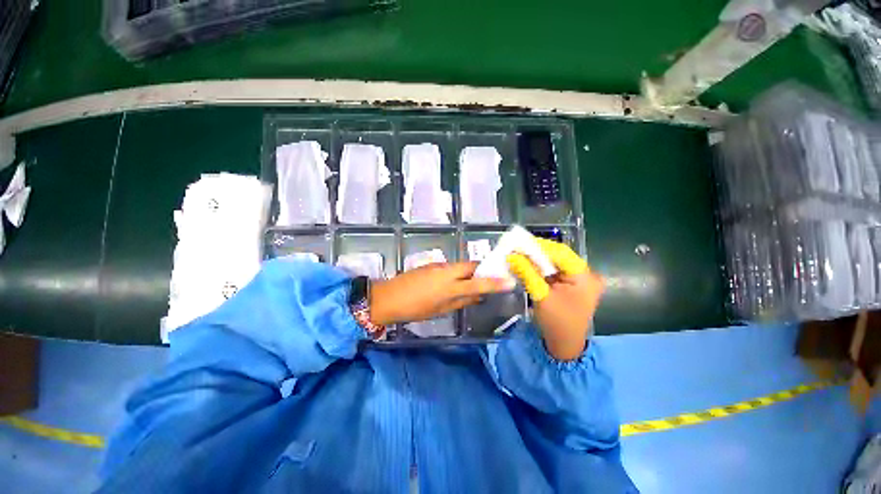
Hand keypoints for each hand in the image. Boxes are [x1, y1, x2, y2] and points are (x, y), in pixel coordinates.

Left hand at [369, 262, 512, 325]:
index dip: (495, 282)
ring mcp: (438, 266)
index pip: (478, 284)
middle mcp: (446, 272)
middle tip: (491, 277)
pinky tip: (455, 281)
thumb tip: (477, 298)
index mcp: (449, 287)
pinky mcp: (431, 264)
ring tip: (474, 281)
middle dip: (483, 270)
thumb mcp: (440, 310)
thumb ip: (461, 302)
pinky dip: (458, 272)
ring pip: (461, 265)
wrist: (388, 297)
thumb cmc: (414, 309)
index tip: (510, 281)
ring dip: (470, 271)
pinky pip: (451, 266)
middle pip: (471, 266)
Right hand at [507, 239, 604, 360]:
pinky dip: (540, 267)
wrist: (564, 345)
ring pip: (555, 262)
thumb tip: (512, 255)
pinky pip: (554, 270)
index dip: (539, 245)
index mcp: (584, 277)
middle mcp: (586, 274)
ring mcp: (579, 279)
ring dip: (537, 259)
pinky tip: (527, 265)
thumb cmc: (556, 323)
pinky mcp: (572, 283)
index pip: (561, 253)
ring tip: (518, 254)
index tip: (519, 242)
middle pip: (558, 256)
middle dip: (536, 251)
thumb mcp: (540, 295)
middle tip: (516, 248)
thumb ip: (527, 273)